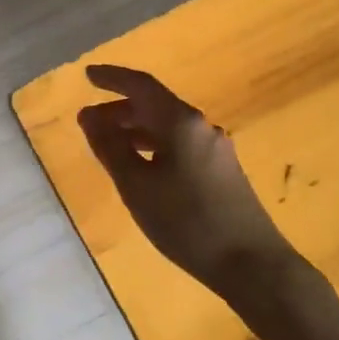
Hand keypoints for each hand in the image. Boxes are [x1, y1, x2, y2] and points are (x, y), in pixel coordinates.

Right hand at [79, 65, 338, 339]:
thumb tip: (89, 116)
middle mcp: (201, 127)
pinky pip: (180, 145)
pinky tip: (140, 168)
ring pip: (167, 127)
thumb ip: (110, 148)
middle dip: (119, 109)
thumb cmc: (187, 222)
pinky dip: (153, 146)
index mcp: (181, 122)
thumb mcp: (137, 186)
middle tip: (88, 122)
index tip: (87, 75)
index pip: (142, 86)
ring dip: (135, 130)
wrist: (251, 264)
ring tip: (107, 145)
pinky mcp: (221, 171)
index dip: (112, 78)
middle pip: (155, 105)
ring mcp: (215, 149)